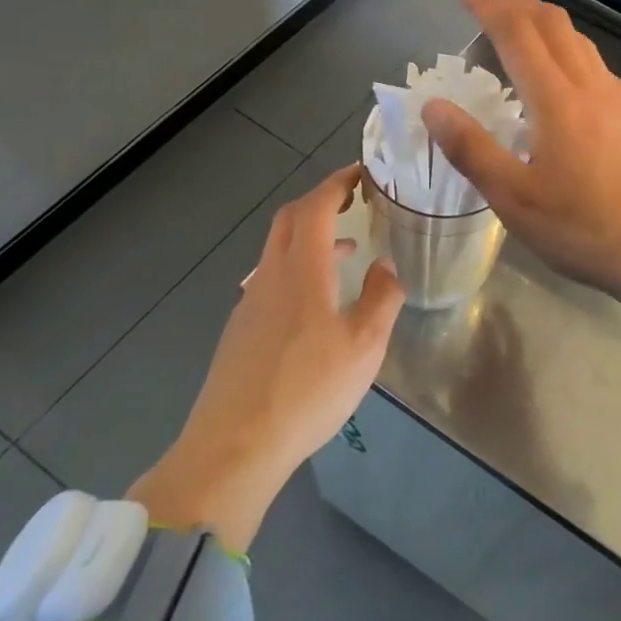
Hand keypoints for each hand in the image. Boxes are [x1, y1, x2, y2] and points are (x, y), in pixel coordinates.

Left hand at [129, 167, 403, 549]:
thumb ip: (382, 298)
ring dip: (312, 236)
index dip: (338, 183)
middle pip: (290, 219)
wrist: (235, 447)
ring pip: (279, 249)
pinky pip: (272, 277)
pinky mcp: (240, 329)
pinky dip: (299, 266)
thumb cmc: (308, 391)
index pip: (316, 207)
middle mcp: (270, 276)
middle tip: (355, 200)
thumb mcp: (364, 347)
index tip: (363, 173)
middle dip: (322, 201)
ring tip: (348, 249)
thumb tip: (385, 265)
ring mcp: (250, 302)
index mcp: (302, 271)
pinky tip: (317, 300)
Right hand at [424, 0, 620, 323]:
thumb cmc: (584, 231)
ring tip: (512, 30)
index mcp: (557, 100)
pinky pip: (591, 62)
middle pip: (552, 23)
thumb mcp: (515, 200)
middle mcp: (589, 86)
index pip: (515, 32)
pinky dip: (563, 47)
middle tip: (480, 1)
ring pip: (577, 39)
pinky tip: (556, 74)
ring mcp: (615, 100)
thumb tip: (433, 105)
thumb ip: (472, 149)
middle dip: (513, 2)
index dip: (484, 1)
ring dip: (541, 22)